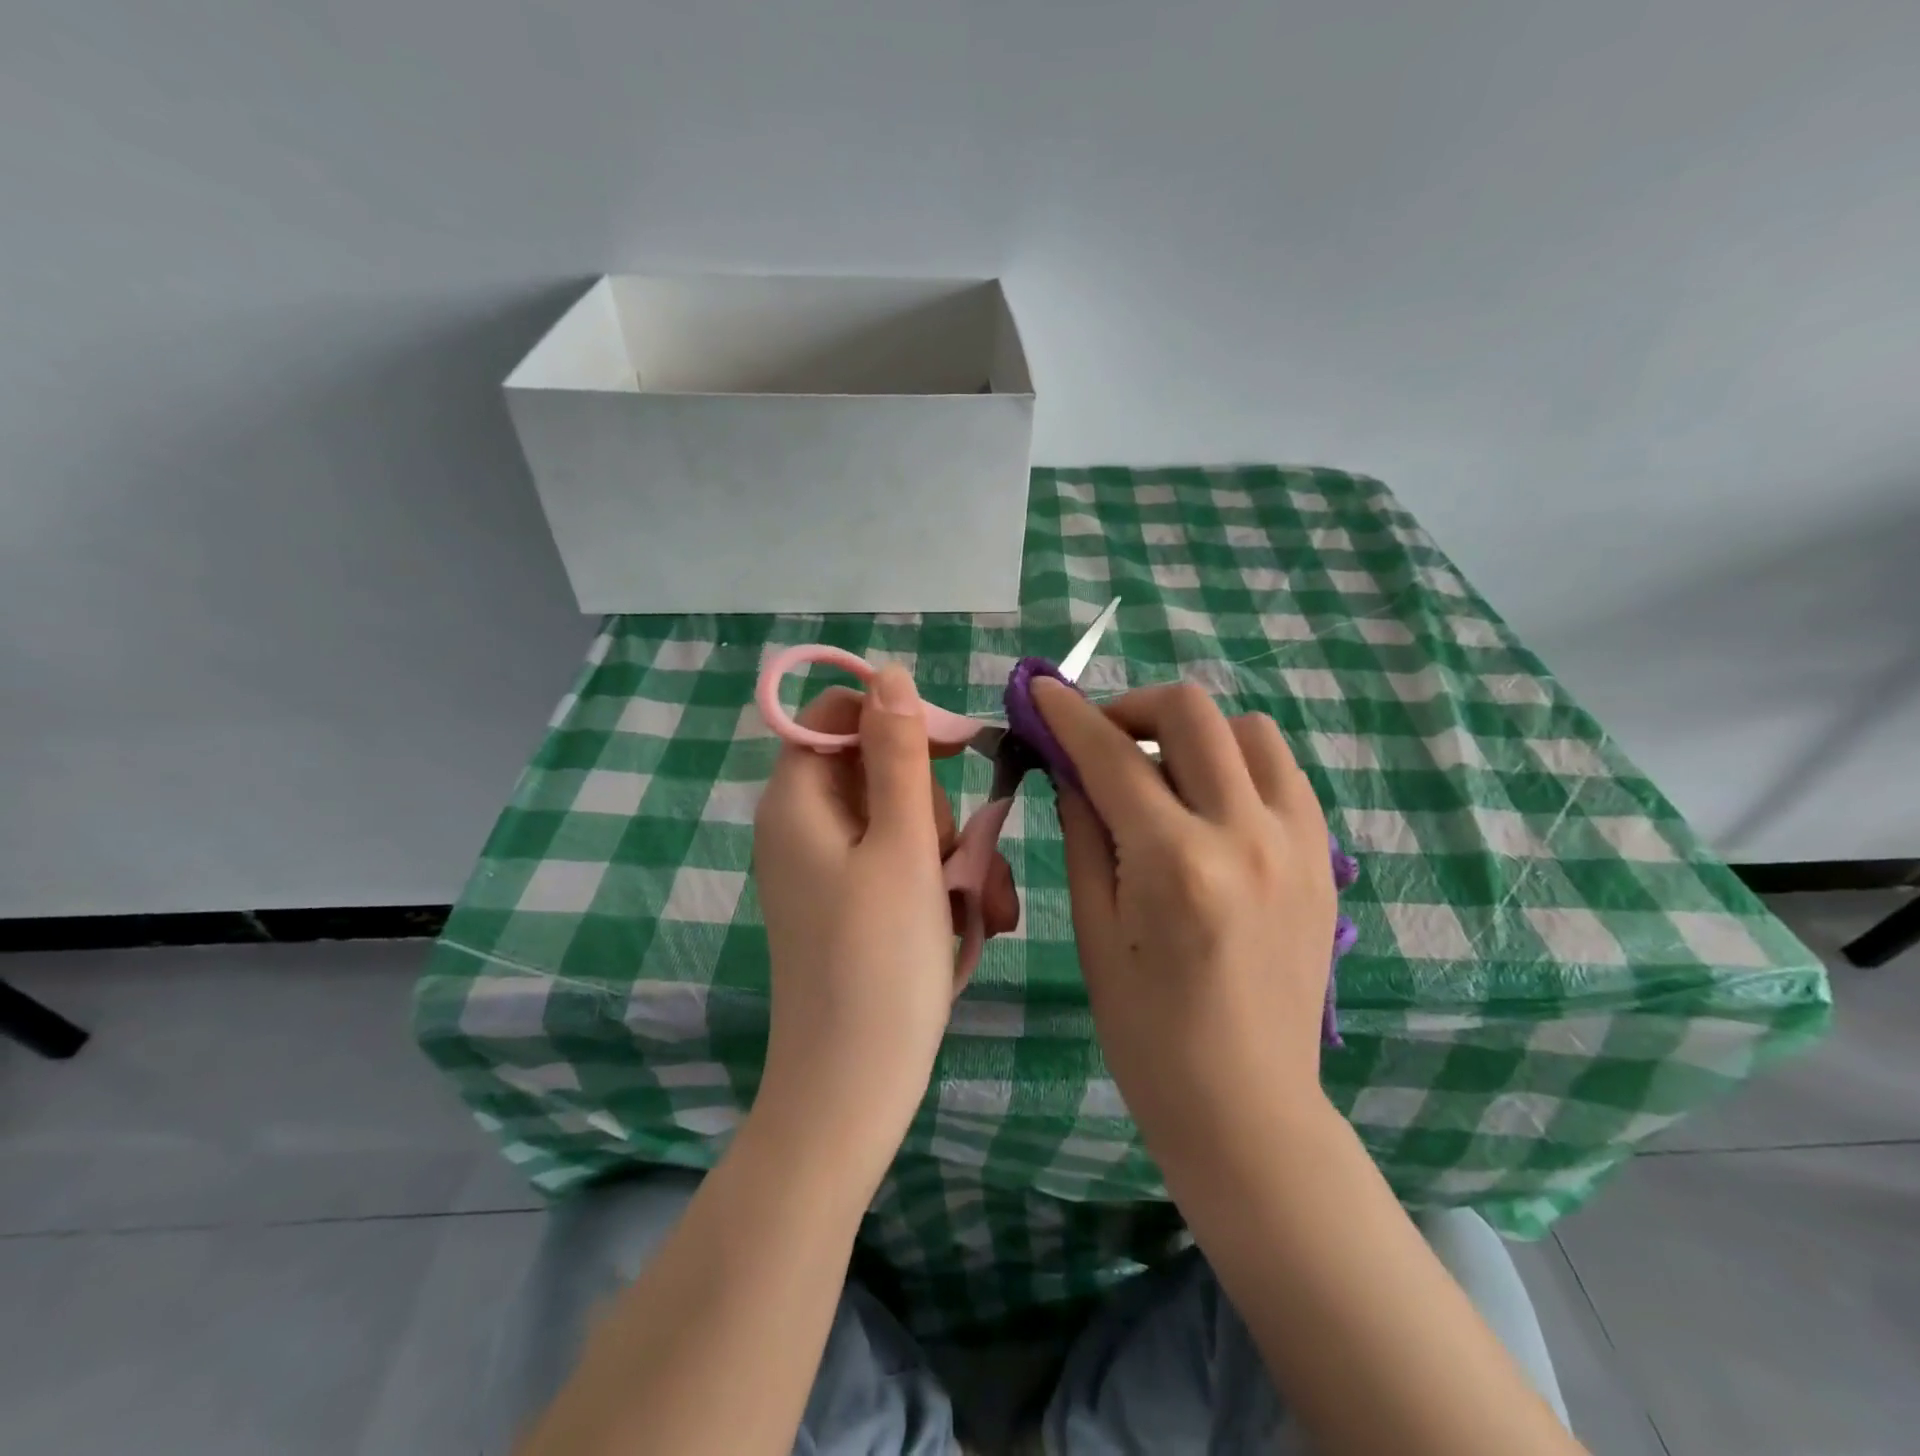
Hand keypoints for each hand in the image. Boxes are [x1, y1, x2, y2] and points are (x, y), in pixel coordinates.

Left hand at [752, 666, 1018, 1162]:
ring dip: (952, 853)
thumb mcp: (902, 847)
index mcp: (798, 800)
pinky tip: (973, 922)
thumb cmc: (879, 964)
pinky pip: (901, 865)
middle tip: (955, 859)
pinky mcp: (852, 903)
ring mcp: (828, 868)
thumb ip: (898, 755)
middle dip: (934, 806)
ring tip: (980, 906)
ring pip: (903, 821)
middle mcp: (805, 825)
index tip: (955, 750)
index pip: (839, 714)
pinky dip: (939, 884)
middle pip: (880, 769)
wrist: (852, 1091)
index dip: (898, 719)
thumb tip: (888, 675)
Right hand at [1031, 679, 1337, 1176]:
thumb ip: (1084, 834)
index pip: (1111, 757)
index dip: (1068, 714)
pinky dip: (1237, 764)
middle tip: (1100, 739)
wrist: (1248, 1107)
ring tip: (1160, 772)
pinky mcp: (1324, 858)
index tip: (1039, 688)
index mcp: (1177, 864)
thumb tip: (1070, 769)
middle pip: (1191, 714)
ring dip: (1193, 732)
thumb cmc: (1148, 1035)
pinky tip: (1208, 802)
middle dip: (1132, 707)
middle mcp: (1246, 835)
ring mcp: (1298, 843)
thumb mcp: (1094, 932)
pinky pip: (1282, 773)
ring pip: (1248, 730)